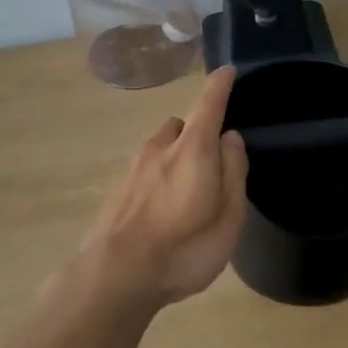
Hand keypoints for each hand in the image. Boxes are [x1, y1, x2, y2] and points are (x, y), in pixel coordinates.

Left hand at [81, 67, 249, 307]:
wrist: (114, 276)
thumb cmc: (184, 248)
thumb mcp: (228, 217)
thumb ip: (233, 172)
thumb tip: (230, 137)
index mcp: (193, 149)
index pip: (209, 103)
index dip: (221, 85)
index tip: (227, 71)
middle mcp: (161, 147)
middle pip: (182, 125)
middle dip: (198, 132)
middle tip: (212, 164)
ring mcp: (134, 166)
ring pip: (161, 146)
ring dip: (176, 155)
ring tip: (186, 192)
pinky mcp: (117, 188)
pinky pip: (145, 168)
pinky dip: (158, 176)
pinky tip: (162, 210)